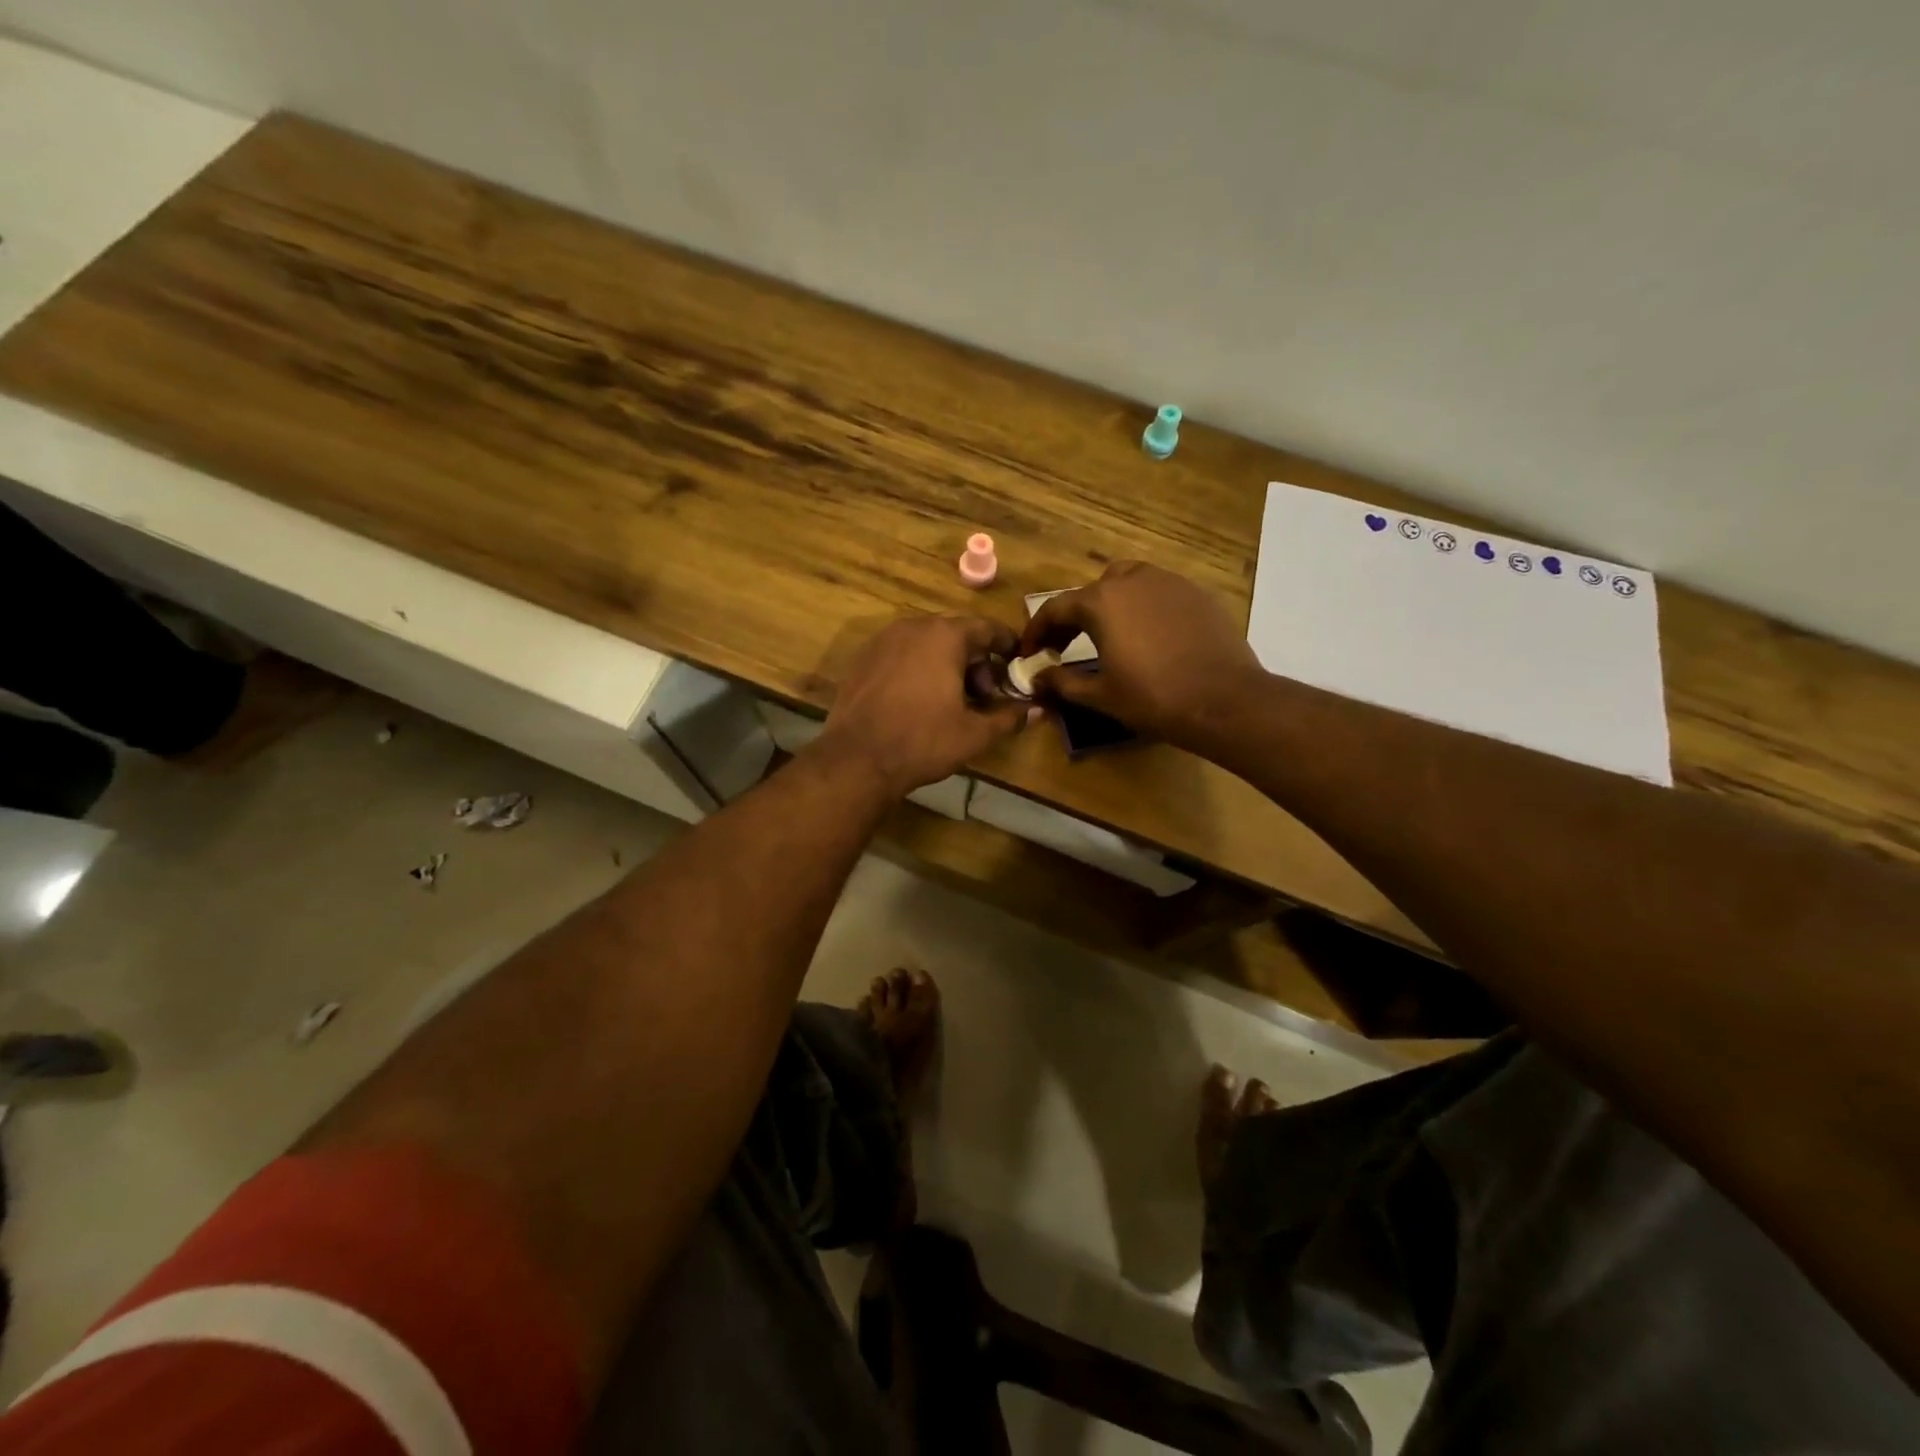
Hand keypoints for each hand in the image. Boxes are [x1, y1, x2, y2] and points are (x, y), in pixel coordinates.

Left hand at [818, 615, 1028, 797]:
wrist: (857, 759)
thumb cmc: (923, 741)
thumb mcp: (974, 733)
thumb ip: (1009, 717)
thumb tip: (1038, 710)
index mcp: (945, 636)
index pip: (987, 628)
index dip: (1007, 644)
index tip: (1018, 660)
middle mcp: (913, 627)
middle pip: (955, 635)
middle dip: (975, 662)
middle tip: (985, 695)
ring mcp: (882, 641)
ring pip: (926, 645)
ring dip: (945, 665)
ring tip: (953, 701)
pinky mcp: (861, 659)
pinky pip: (900, 656)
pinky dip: (917, 669)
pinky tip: (919, 701)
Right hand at [1018, 562, 1265, 746]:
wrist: (1224, 701)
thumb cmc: (1153, 698)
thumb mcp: (1100, 695)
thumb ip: (1062, 683)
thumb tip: (1036, 678)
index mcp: (1101, 602)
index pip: (1056, 608)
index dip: (1037, 631)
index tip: (1029, 652)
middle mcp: (1133, 580)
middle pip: (1092, 591)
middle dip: (1074, 616)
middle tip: (1066, 645)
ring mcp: (1169, 583)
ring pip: (1128, 583)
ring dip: (1110, 605)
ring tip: (1108, 635)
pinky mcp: (1197, 594)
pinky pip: (1159, 593)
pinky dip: (1143, 608)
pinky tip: (1148, 636)